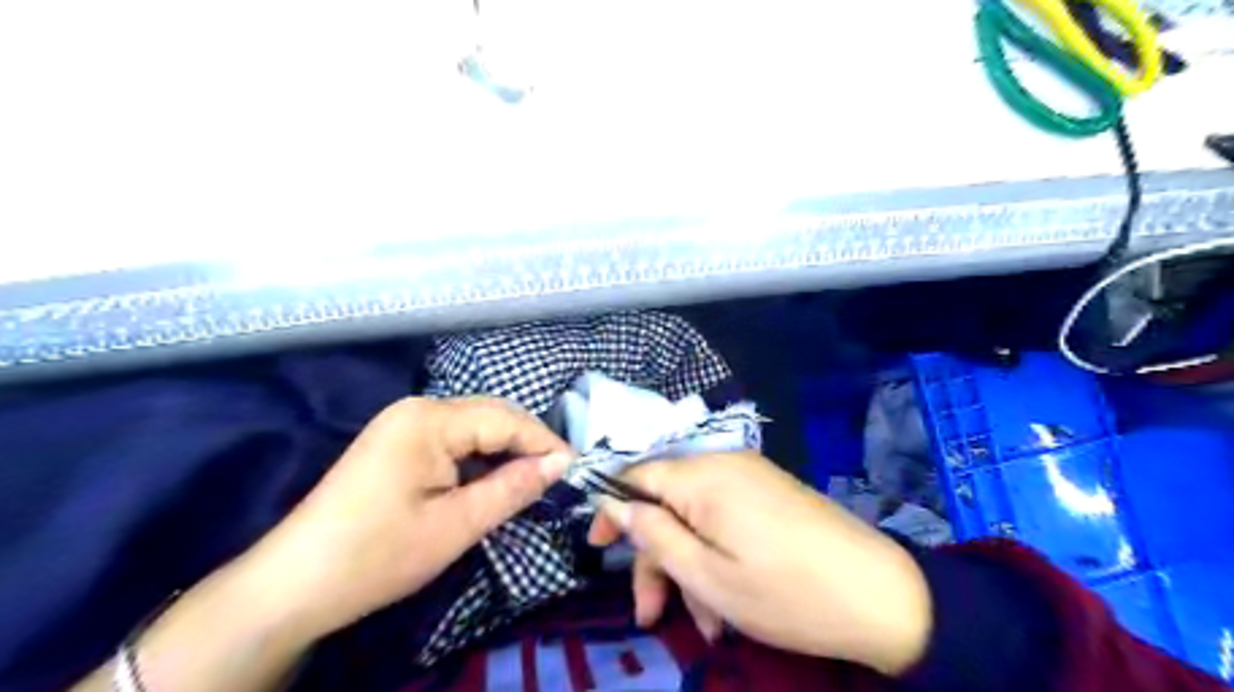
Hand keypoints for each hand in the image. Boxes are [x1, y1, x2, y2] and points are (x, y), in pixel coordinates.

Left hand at [237, 396, 573, 638]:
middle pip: (489, 416)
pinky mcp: (395, 443)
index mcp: (429, 420)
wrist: (291, 586)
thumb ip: (513, 487)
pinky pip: (451, 440)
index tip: (576, 469)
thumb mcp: (456, 525)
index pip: (505, 418)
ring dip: (503, 451)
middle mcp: (417, 409)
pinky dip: (478, 458)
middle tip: (559, 475)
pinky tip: (491, 479)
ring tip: (533, 479)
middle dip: (526, 443)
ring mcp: (402, 424)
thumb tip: (561, 463)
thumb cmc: (377, 555)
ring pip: (472, 428)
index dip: (544, 442)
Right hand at [584, 454, 924, 675]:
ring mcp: (751, 477)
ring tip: (708, 624)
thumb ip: (654, 534)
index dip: (611, 509)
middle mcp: (724, 464)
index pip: (637, 475)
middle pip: (668, 502)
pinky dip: (716, 555)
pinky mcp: (770, 494)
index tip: (599, 548)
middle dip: (657, 558)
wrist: (882, 595)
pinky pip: (725, 519)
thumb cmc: (786, 592)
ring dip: (690, 567)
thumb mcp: (707, 574)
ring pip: (697, 517)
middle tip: (653, 614)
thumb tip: (615, 503)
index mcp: (703, 476)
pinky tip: (728, 601)